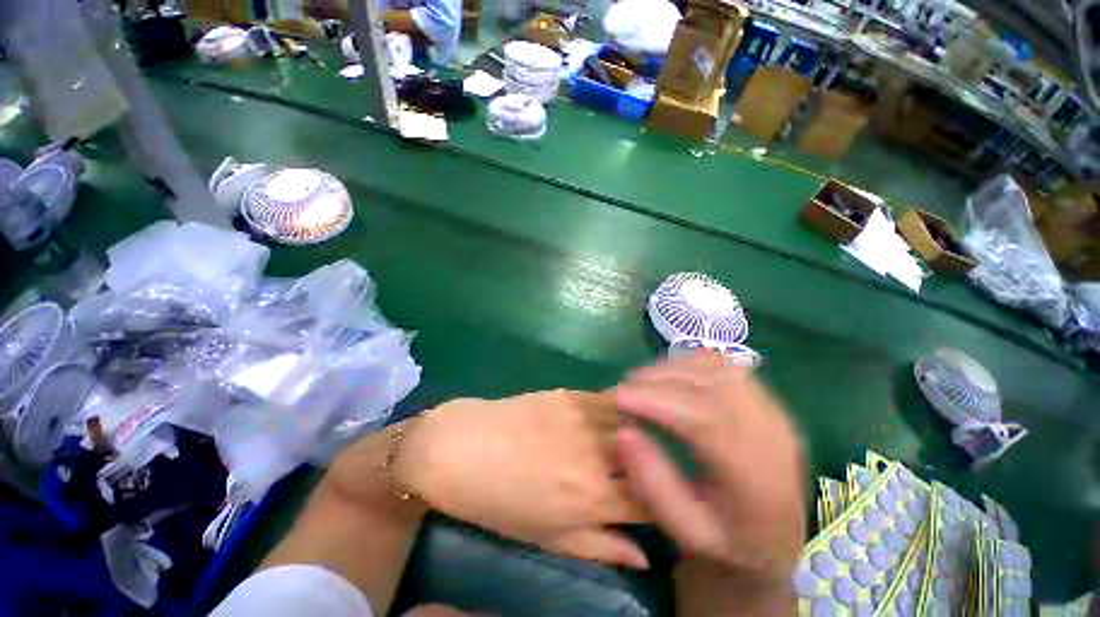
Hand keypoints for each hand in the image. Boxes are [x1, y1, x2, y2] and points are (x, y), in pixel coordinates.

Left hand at [394, 390, 649, 568]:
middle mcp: (597, 456)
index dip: (662, 499)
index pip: (651, 499)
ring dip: (642, 429)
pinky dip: (621, 406)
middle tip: (653, 464)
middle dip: (657, 461)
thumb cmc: (498, 501)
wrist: (462, 448)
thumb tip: (644, 557)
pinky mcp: (570, 394)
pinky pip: (609, 398)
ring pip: (633, 421)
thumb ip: (599, 547)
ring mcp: (584, 419)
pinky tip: (620, 410)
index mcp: (594, 498)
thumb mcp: (547, 537)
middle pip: (648, 455)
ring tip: (641, 434)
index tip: (660, 497)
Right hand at [614, 352, 806, 580]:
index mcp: (756, 477)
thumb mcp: (683, 529)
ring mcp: (774, 412)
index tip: (618, 397)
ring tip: (644, 383)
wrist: (775, 540)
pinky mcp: (768, 401)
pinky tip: (672, 377)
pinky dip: (691, 363)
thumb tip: (624, 430)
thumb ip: (653, 482)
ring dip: (673, 368)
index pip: (707, 419)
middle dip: (659, 380)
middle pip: (711, 385)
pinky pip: (726, 366)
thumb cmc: (727, 542)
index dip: (657, 401)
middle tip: (626, 389)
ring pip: (718, 368)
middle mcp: (772, 435)